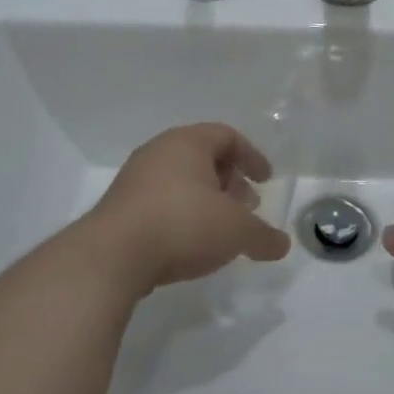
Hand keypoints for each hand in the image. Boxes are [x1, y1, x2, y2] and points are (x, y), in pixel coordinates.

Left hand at [80, 123, 290, 295]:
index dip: (251, 156)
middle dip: (230, 180)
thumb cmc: (182, 225)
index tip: (266, 180)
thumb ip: (263, 236)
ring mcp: (134, 179)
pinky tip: (189, 244)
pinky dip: (182, 214)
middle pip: (203, 157)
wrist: (111, 257)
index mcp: (188, 142)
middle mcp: (160, 151)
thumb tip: (282, 245)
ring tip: (220, 229)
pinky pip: (160, 201)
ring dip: (206, 200)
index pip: (227, 136)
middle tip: (246, 206)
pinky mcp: (119, 208)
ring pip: (181, 180)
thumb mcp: (235, 231)